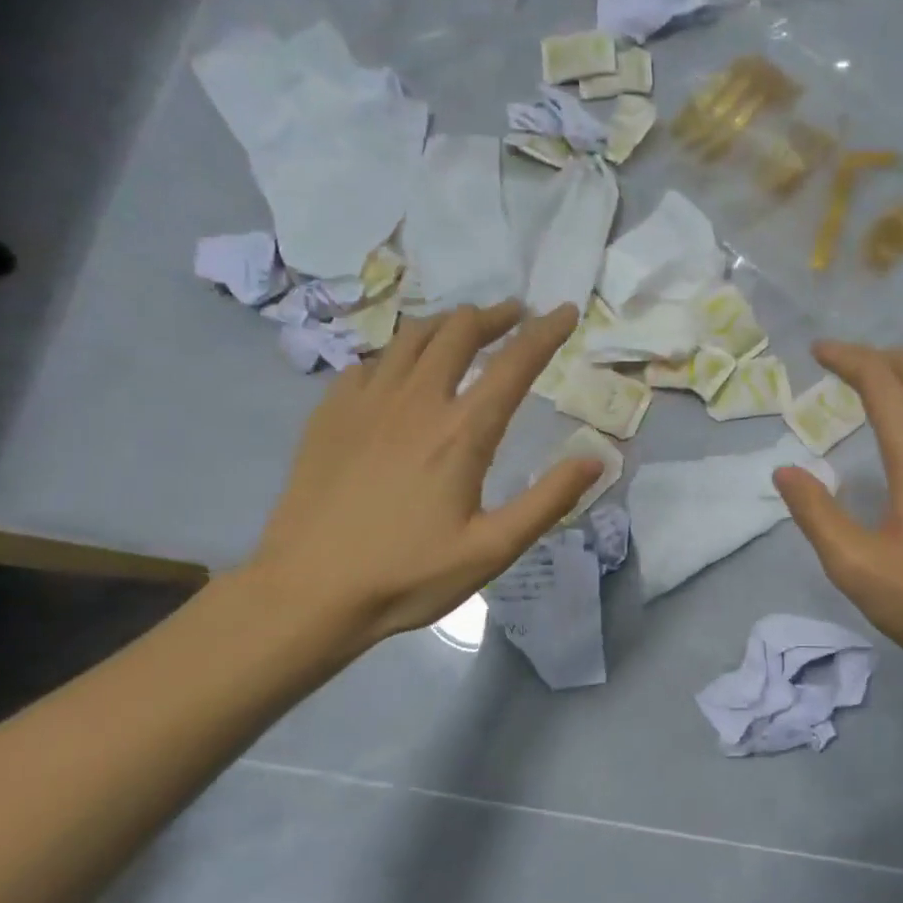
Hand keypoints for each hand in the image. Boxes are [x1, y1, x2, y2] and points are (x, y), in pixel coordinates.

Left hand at [245, 302, 600, 649]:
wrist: (307, 591)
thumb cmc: (408, 575)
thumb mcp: (492, 550)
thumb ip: (548, 501)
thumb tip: (594, 459)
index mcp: (461, 433)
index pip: (514, 364)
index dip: (546, 333)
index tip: (567, 311)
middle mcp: (416, 402)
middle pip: (458, 332)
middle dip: (494, 316)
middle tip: (515, 315)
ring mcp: (366, 402)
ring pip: (412, 337)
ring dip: (447, 324)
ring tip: (465, 329)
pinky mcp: (330, 414)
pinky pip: (372, 361)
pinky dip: (400, 353)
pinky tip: (403, 370)